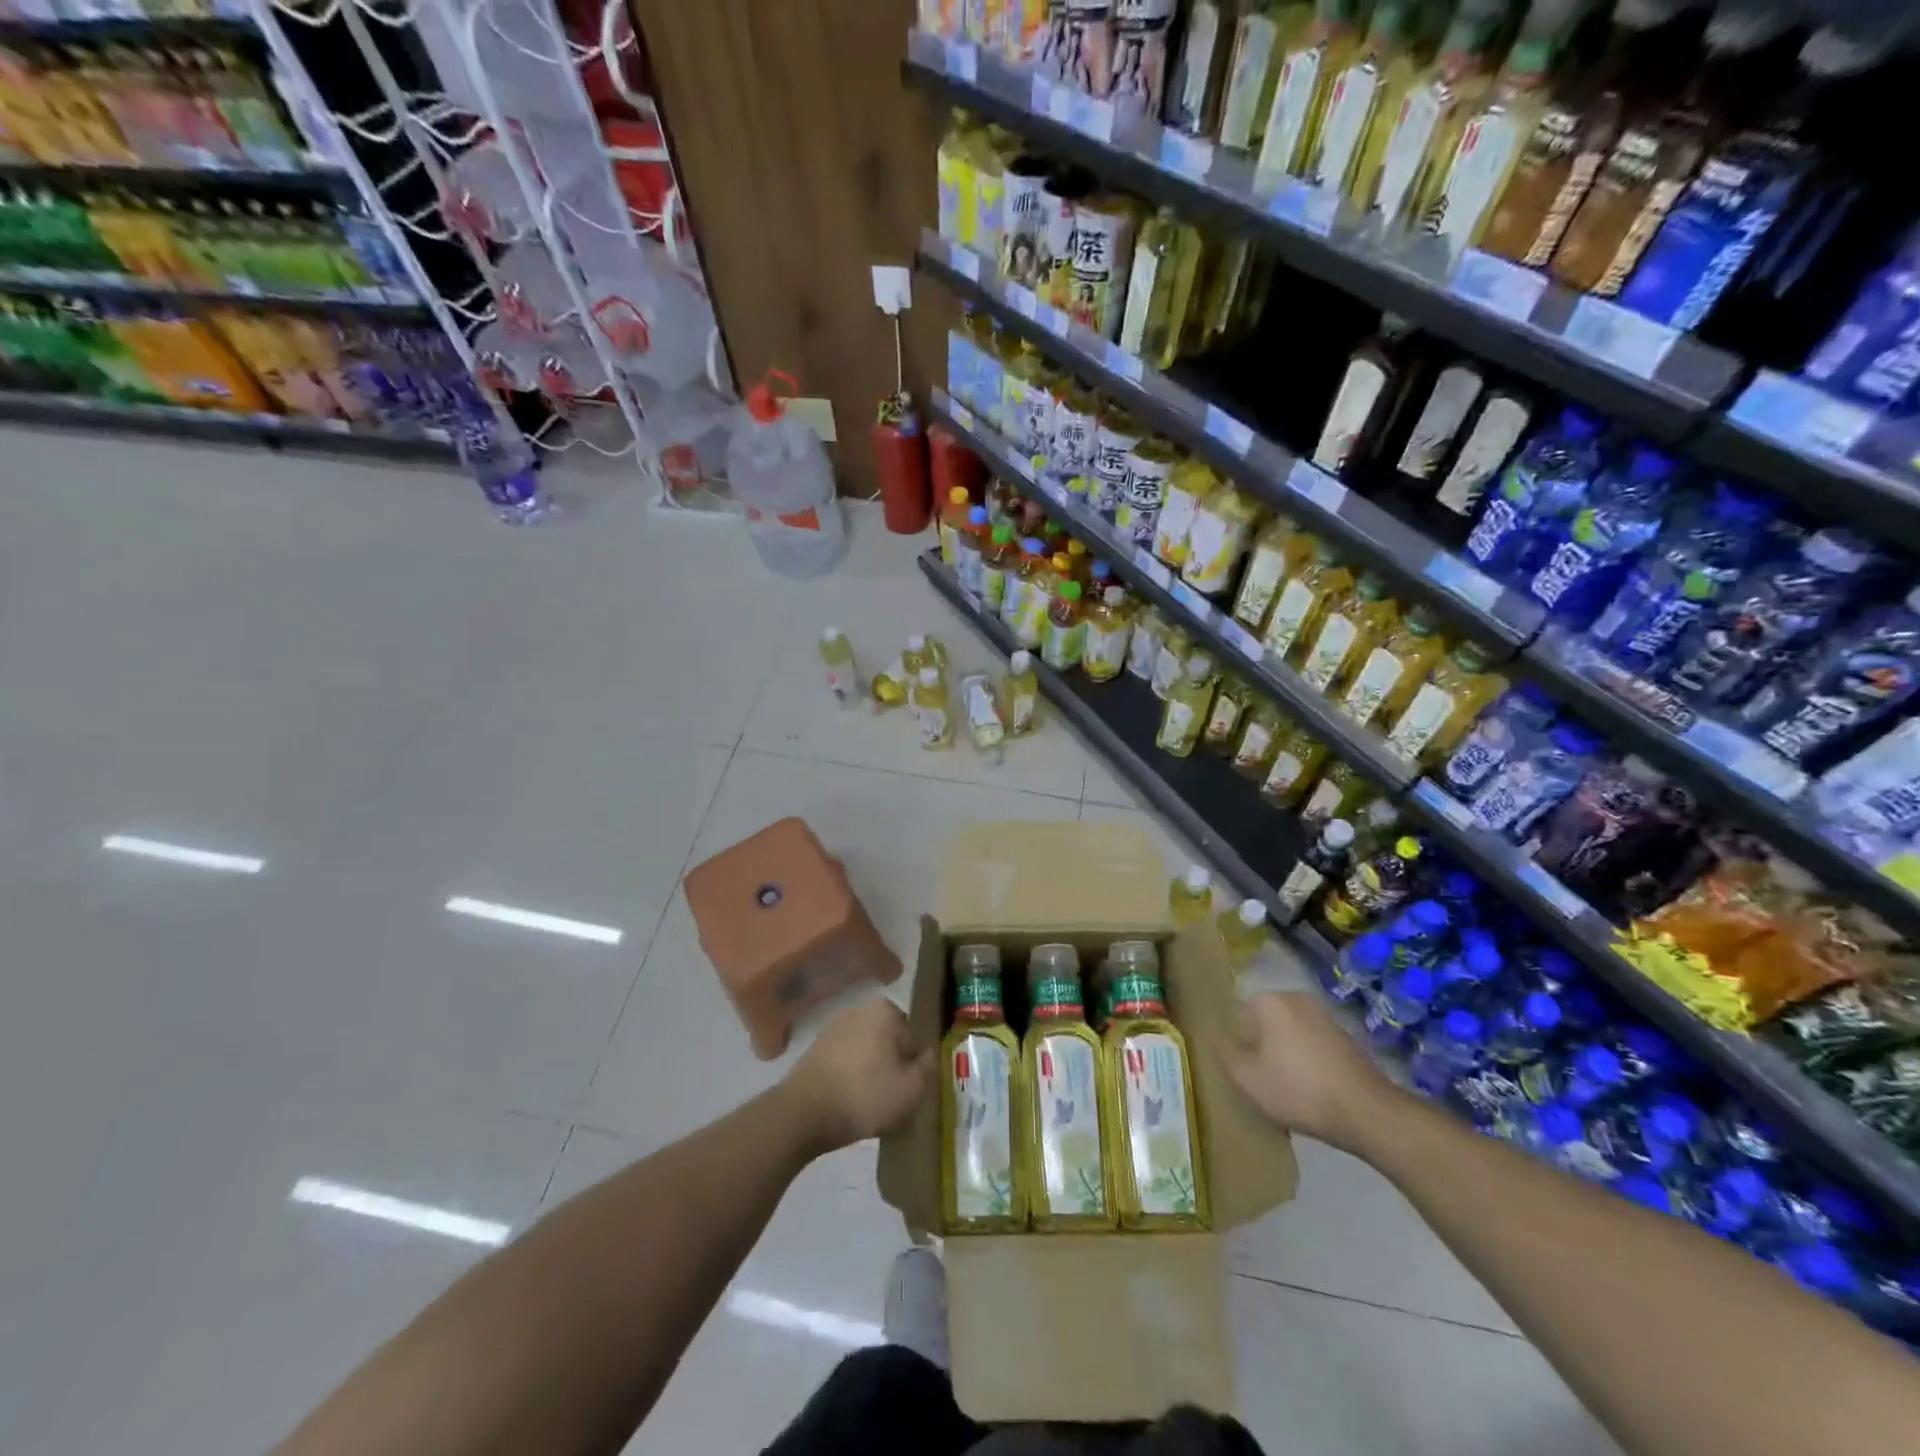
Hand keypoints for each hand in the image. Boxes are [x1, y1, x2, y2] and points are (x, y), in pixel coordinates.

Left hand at [784, 997, 932, 1153]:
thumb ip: (929, 1066)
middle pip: (889, 1040)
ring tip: (872, 1105)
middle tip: (894, 1098)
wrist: (804, 1114)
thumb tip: (930, 1053)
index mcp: (885, 1010)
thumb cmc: (866, 1095)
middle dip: (893, 1064)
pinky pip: (845, 1061)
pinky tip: (850, 1103)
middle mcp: (858, 1009)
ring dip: (871, 1072)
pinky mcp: (814, 1049)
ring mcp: (833, 1027)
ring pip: (866, 1051)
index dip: (915, 1063)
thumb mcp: (912, 1088)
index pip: (913, 1035)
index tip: (911, 1088)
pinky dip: (850, 1078)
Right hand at [1219, 992, 1398, 1152]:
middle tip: (1264, 1083)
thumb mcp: (1246, 1078)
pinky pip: (1312, 1045)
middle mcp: (1296, 998)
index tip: (1246, 1074)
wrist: (1367, 1112)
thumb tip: (1215, 1035)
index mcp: (1269, 1001)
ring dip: (1285, 1055)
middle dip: (1262, 1049)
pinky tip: (1313, 1090)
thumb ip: (1223, 1052)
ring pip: (1289, 1034)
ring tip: (1289, 1090)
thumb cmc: (1298, 1090)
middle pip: (1264, 1024)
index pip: (1238, 1019)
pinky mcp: (1346, 1036)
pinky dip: (1308, 1062)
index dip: (1239, 1048)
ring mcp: (1324, 1016)